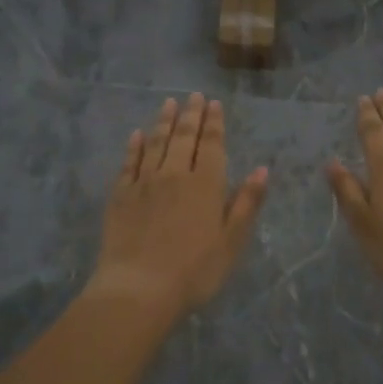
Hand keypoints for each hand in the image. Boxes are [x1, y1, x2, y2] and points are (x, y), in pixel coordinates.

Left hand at [89, 93, 267, 324]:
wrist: (138, 288)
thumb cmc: (194, 270)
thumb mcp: (232, 241)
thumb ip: (246, 203)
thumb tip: (262, 169)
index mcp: (206, 184)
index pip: (212, 145)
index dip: (214, 122)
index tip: (214, 103)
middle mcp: (175, 174)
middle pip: (184, 137)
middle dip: (191, 114)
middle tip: (194, 95)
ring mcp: (144, 183)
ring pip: (156, 143)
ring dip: (164, 122)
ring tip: (169, 103)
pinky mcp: (120, 196)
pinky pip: (129, 163)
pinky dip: (134, 146)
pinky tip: (136, 136)